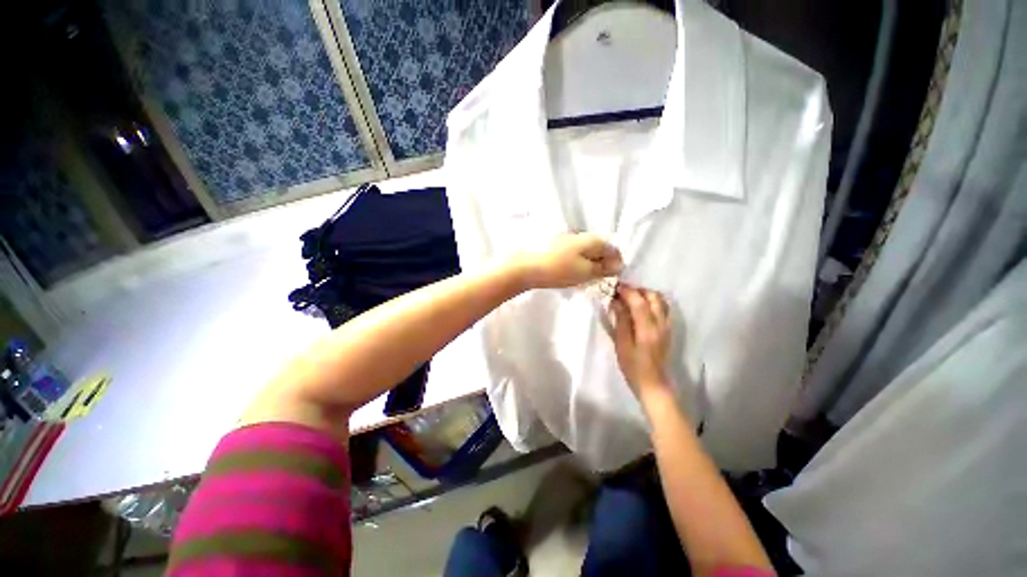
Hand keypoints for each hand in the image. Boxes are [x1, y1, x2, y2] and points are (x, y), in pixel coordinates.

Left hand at [513, 233, 622, 288]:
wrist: (524, 266)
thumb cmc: (558, 270)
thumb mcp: (585, 272)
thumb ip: (603, 268)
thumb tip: (619, 265)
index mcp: (591, 239)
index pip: (613, 249)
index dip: (615, 263)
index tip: (611, 277)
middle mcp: (581, 235)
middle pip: (599, 249)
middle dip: (601, 263)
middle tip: (597, 279)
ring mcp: (566, 238)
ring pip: (585, 251)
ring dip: (588, 263)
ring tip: (582, 278)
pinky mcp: (554, 245)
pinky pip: (572, 253)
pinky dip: (575, 263)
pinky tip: (569, 272)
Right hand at [611, 286, 672, 397]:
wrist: (653, 384)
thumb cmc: (633, 366)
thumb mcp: (622, 344)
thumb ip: (621, 321)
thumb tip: (617, 302)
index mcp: (648, 328)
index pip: (639, 302)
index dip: (627, 291)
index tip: (615, 286)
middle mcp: (661, 323)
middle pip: (653, 296)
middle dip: (637, 290)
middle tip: (621, 292)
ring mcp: (667, 326)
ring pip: (659, 300)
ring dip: (645, 295)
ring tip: (629, 299)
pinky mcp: (667, 329)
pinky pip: (662, 308)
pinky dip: (650, 302)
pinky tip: (639, 308)